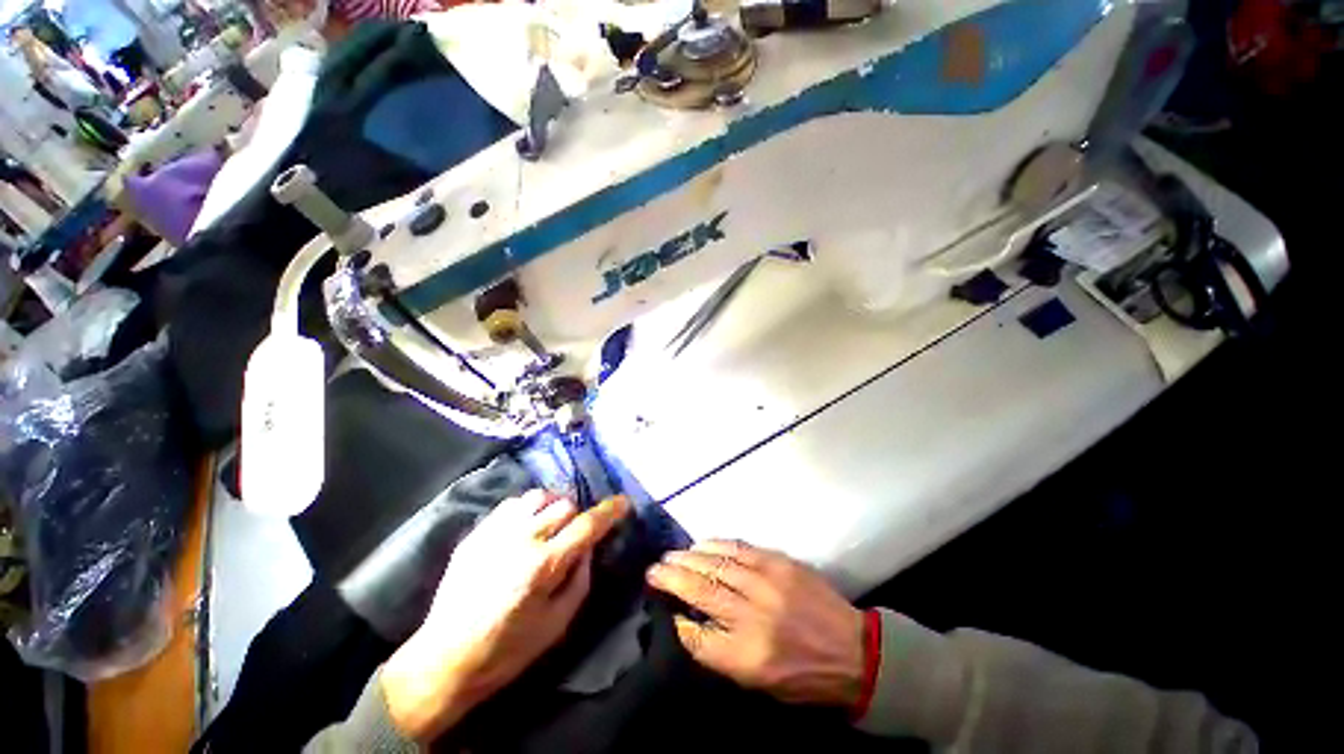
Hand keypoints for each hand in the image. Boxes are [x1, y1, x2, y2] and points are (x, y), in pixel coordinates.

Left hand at [381, 491, 629, 741]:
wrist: (445, 658)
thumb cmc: (508, 649)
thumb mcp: (558, 623)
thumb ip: (581, 579)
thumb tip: (589, 546)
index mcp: (544, 565)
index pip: (587, 525)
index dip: (610, 510)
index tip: (623, 502)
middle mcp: (522, 539)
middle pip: (565, 504)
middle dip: (578, 515)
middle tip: (575, 532)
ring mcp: (496, 532)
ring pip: (538, 496)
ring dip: (552, 506)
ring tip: (550, 524)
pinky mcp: (477, 533)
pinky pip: (512, 504)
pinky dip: (527, 509)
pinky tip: (524, 527)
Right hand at [646, 540, 864, 707]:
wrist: (853, 650)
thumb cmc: (804, 676)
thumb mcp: (760, 684)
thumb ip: (720, 653)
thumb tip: (688, 622)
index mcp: (749, 656)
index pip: (697, 635)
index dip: (676, 618)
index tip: (663, 605)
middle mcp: (754, 615)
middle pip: (701, 591)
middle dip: (672, 578)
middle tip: (654, 569)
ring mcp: (768, 583)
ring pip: (717, 564)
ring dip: (689, 557)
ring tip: (672, 555)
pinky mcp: (779, 562)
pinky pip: (739, 548)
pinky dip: (716, 545)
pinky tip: (701, 544)